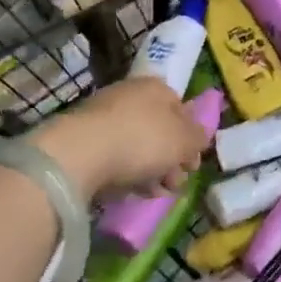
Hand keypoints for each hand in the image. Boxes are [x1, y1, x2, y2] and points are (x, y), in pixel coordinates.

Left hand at [32, 78, 208, 203]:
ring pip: (136, 145)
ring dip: (149, 170)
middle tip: (174, 184)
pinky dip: (124, 173)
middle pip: (159, 129)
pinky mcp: (82, 139)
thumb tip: (200, 136)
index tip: (191, 165)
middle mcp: (130, 94)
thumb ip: (198, 137)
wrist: (80, 153)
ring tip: (152, 193)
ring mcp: (104, 115)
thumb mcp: (184, 140)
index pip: (182, 110)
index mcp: (158, 87)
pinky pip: (113, 156)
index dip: (190, 138)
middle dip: (170, 159)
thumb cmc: (142, 140)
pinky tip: (128, 192)